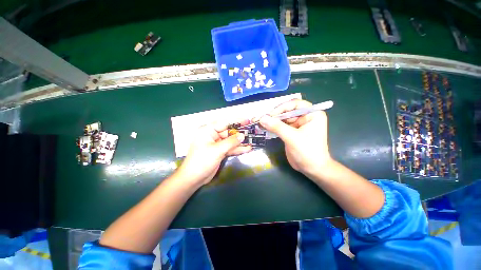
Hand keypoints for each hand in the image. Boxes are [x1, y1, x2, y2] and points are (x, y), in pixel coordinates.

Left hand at [175, 120, 251, 185]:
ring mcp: (216, 144)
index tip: (247, 121)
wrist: (194, 178)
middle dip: (240, 134)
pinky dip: (237, 149)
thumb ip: (231, 142)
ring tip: (252, 141)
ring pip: (230, 141)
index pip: (225, 123)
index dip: (237, 121)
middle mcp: (212, 135)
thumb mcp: (217, 150)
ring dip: (240, 142)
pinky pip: (230, 148)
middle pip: (229, 132)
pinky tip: (247, 148)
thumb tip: (242, 135)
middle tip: (252, 133)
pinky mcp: (219, 151)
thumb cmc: (202, 161)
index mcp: (208, 130)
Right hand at [259, 99, 331, 178]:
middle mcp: (305, 117)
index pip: (296, 104)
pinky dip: (273, 126)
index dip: (282, 107)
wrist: (312, 169)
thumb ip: (277, 127)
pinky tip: (264, 127)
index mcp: (312, 114)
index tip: (270, 114)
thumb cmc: (307, 152)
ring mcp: (298, 125)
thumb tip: (262, 118)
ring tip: (260, 123)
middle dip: (275, 115)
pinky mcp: (291, 132)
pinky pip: (281, 126)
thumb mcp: (292, 138)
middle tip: (262, 119)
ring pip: (283, 118)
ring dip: (272, 121)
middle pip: (287, 111)